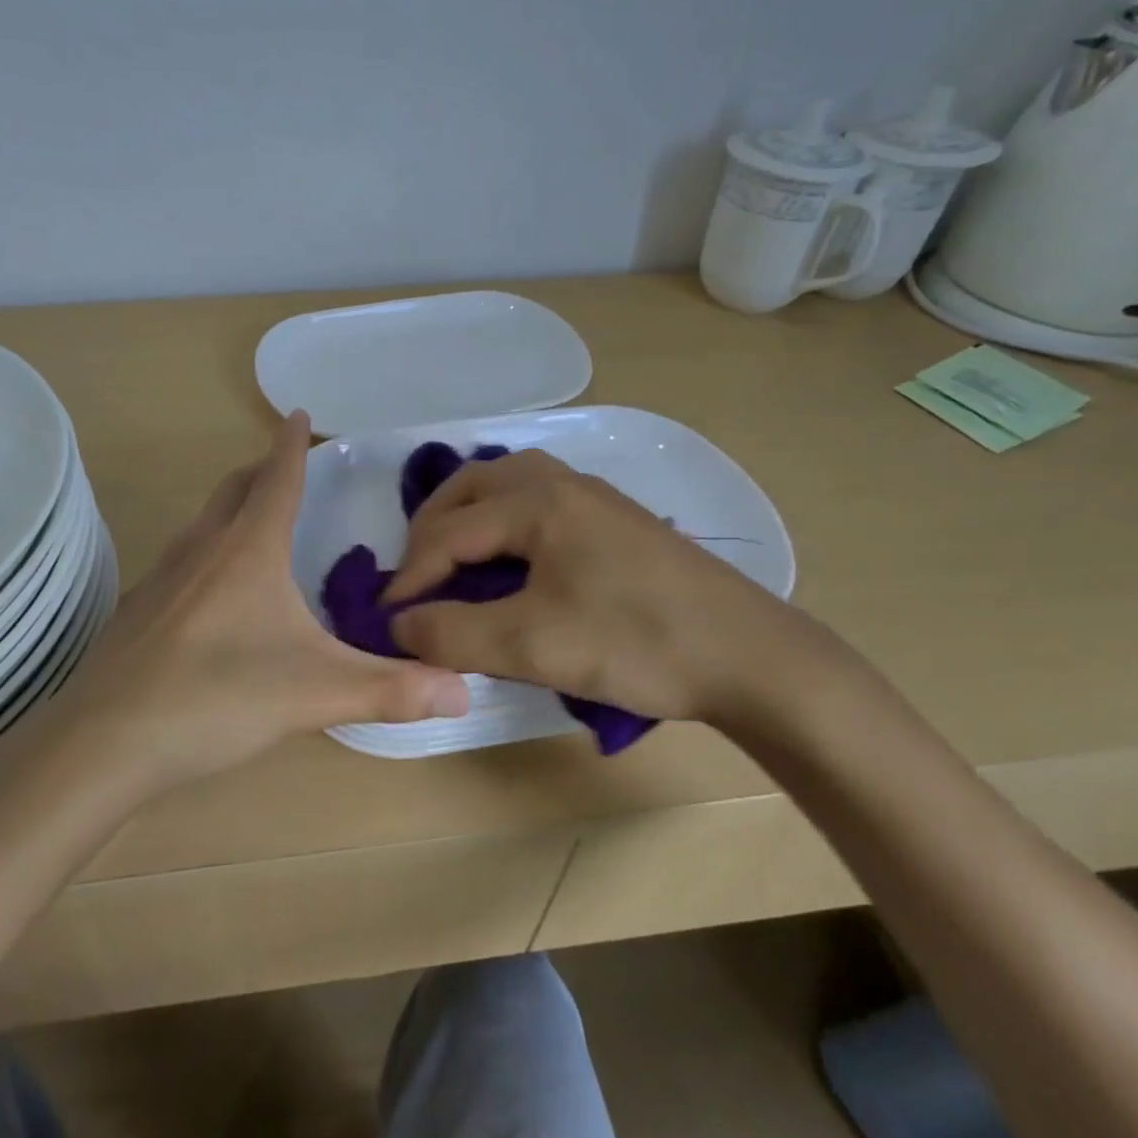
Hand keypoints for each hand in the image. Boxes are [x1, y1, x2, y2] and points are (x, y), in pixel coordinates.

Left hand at [44, 412, 469, 792]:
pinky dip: (205, 552)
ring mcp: (161, 578)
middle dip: (262, 470)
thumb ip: (391, 690)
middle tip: (285, 468)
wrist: (105, 742)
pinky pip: (180, 560)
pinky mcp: (138, 610)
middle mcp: (201, 549)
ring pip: (202, 523)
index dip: (292, 444)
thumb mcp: (316, 693)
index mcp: (247, 550)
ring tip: (254, 524)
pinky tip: (211, 593)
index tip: (298, 412)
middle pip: (234, 489)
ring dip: (231, 508)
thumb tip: (463, 690)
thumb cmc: (216, 698)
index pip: (277, 478)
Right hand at [383, 449, 858, 725]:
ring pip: (504, 487)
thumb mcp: (533, 645)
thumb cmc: (638, 643)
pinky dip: (501, 522)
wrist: (752, 656)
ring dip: (465, 519)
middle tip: (413, 580)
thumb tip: (397, 627)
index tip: (385, 621)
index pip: (448, 533)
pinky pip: (536, 499)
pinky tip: (507, 559)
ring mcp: (592, 494)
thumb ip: (454, 634)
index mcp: (537, 500)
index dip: (409, 578)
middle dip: (430, 533)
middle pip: (469, 490)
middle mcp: (560, 480)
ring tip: (449, 562)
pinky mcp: (614, 516)